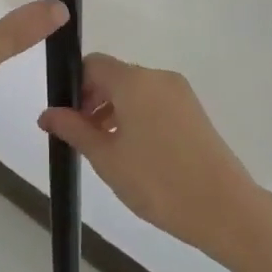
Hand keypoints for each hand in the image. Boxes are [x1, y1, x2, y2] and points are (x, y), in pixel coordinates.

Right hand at [39, 54, 271, 271]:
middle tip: (84, 139)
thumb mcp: (106, 158)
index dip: (75, 86)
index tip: (69, 120)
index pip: (93, 64)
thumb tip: (46, 113)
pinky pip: (155, 102)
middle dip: (93, 100)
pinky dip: (138, 117)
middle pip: (115, 75)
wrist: (225, 208)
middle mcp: (158, 77)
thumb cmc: (157, 182)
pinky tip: (137, 154)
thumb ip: (74, 129)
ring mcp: (180, 93)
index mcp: (134, 80)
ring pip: (135, 91)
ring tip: (109, 152)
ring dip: (115, 111)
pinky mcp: (194, 110)